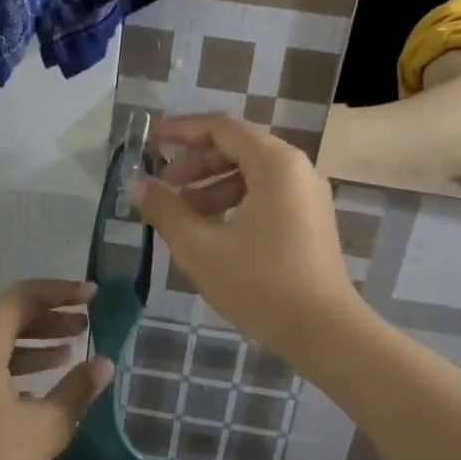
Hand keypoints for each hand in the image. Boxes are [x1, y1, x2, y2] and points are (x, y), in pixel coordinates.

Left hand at [0, 279, 113, 459]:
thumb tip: (104, 363)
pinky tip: (41, 387)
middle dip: (51, 318)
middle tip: (88, 324)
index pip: (22, 298)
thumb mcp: (45, 427)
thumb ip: (77, 390)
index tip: (92, 296)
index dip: (60, 292)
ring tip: (72, 352)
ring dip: (36, 344)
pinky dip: (16, 367)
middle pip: (10, 319)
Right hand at [128, 114, 362, 358]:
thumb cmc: (259, 283)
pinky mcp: (310, 222)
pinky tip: (211, 232)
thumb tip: (136, 183)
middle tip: (162, 188)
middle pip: (237, 149)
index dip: (183, 131)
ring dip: (211, 188)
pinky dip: (234, 204)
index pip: (222, 128)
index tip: (151, 143)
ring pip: (251, 176)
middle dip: (195, 165)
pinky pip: (266, 197)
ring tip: (180, 215)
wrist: (324, 331)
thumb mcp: (200, 247)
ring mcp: (307, 196)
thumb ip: (165, 210)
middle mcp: (297, 170)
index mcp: (275, 163)